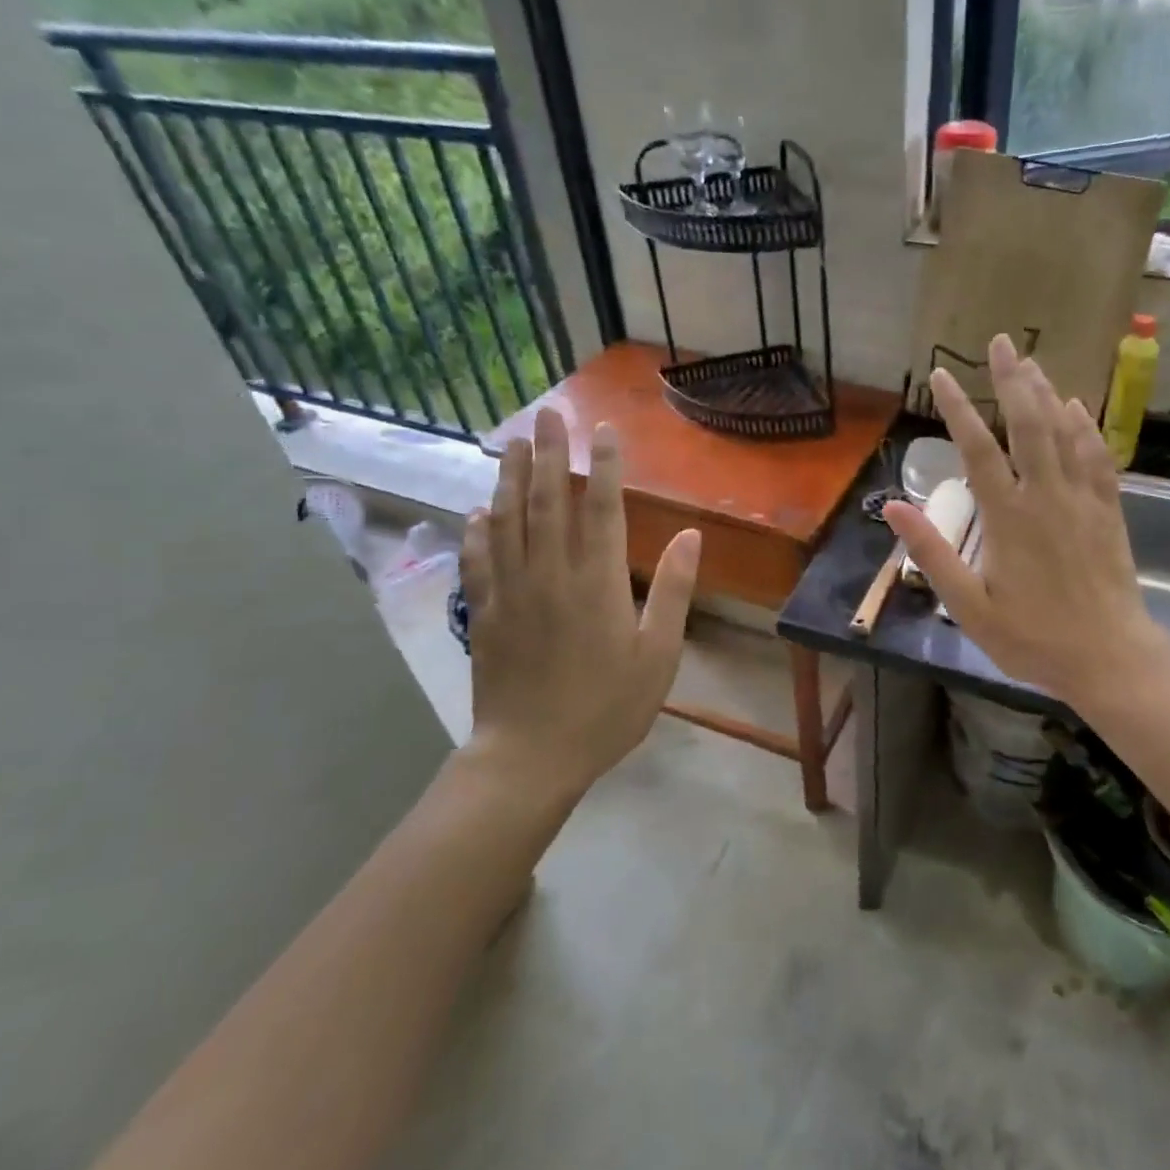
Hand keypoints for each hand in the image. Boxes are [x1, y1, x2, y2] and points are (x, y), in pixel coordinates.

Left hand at [455, 406, 700, 806]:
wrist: (532, 755)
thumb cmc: (608, 707)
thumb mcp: (659, 654)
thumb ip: (672, 590)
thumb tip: (690, 535)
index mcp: (596, 581)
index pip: (600, 508)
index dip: (604, 466)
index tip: (605, 431)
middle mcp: (550, 573)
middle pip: (546, 501)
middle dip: (547, 453)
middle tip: (546, 414)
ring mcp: (511, 591)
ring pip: (507, 521)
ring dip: (509, 478)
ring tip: (511, 444)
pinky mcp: (485, 613)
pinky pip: (479, 560)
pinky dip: (478, 530)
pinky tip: (478, 511)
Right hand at [884, 334, 1169, 711]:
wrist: (1108, 658)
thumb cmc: (1031, 637)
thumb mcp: (968, 606)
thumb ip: (932, 552)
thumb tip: (895, 505)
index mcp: (1007, 518)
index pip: (977, 450)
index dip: (958, 409)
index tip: (941, 375)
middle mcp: (1045, 496)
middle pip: (1027, 424)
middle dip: (1012, 380)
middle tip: (1000, 342)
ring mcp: (1082, 500)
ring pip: (1063, 432)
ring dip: (1045, 393)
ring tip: (1030, 362)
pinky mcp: (1108, 510)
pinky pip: (1097, 456)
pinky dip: (1085, 427)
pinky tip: (1076, 406)